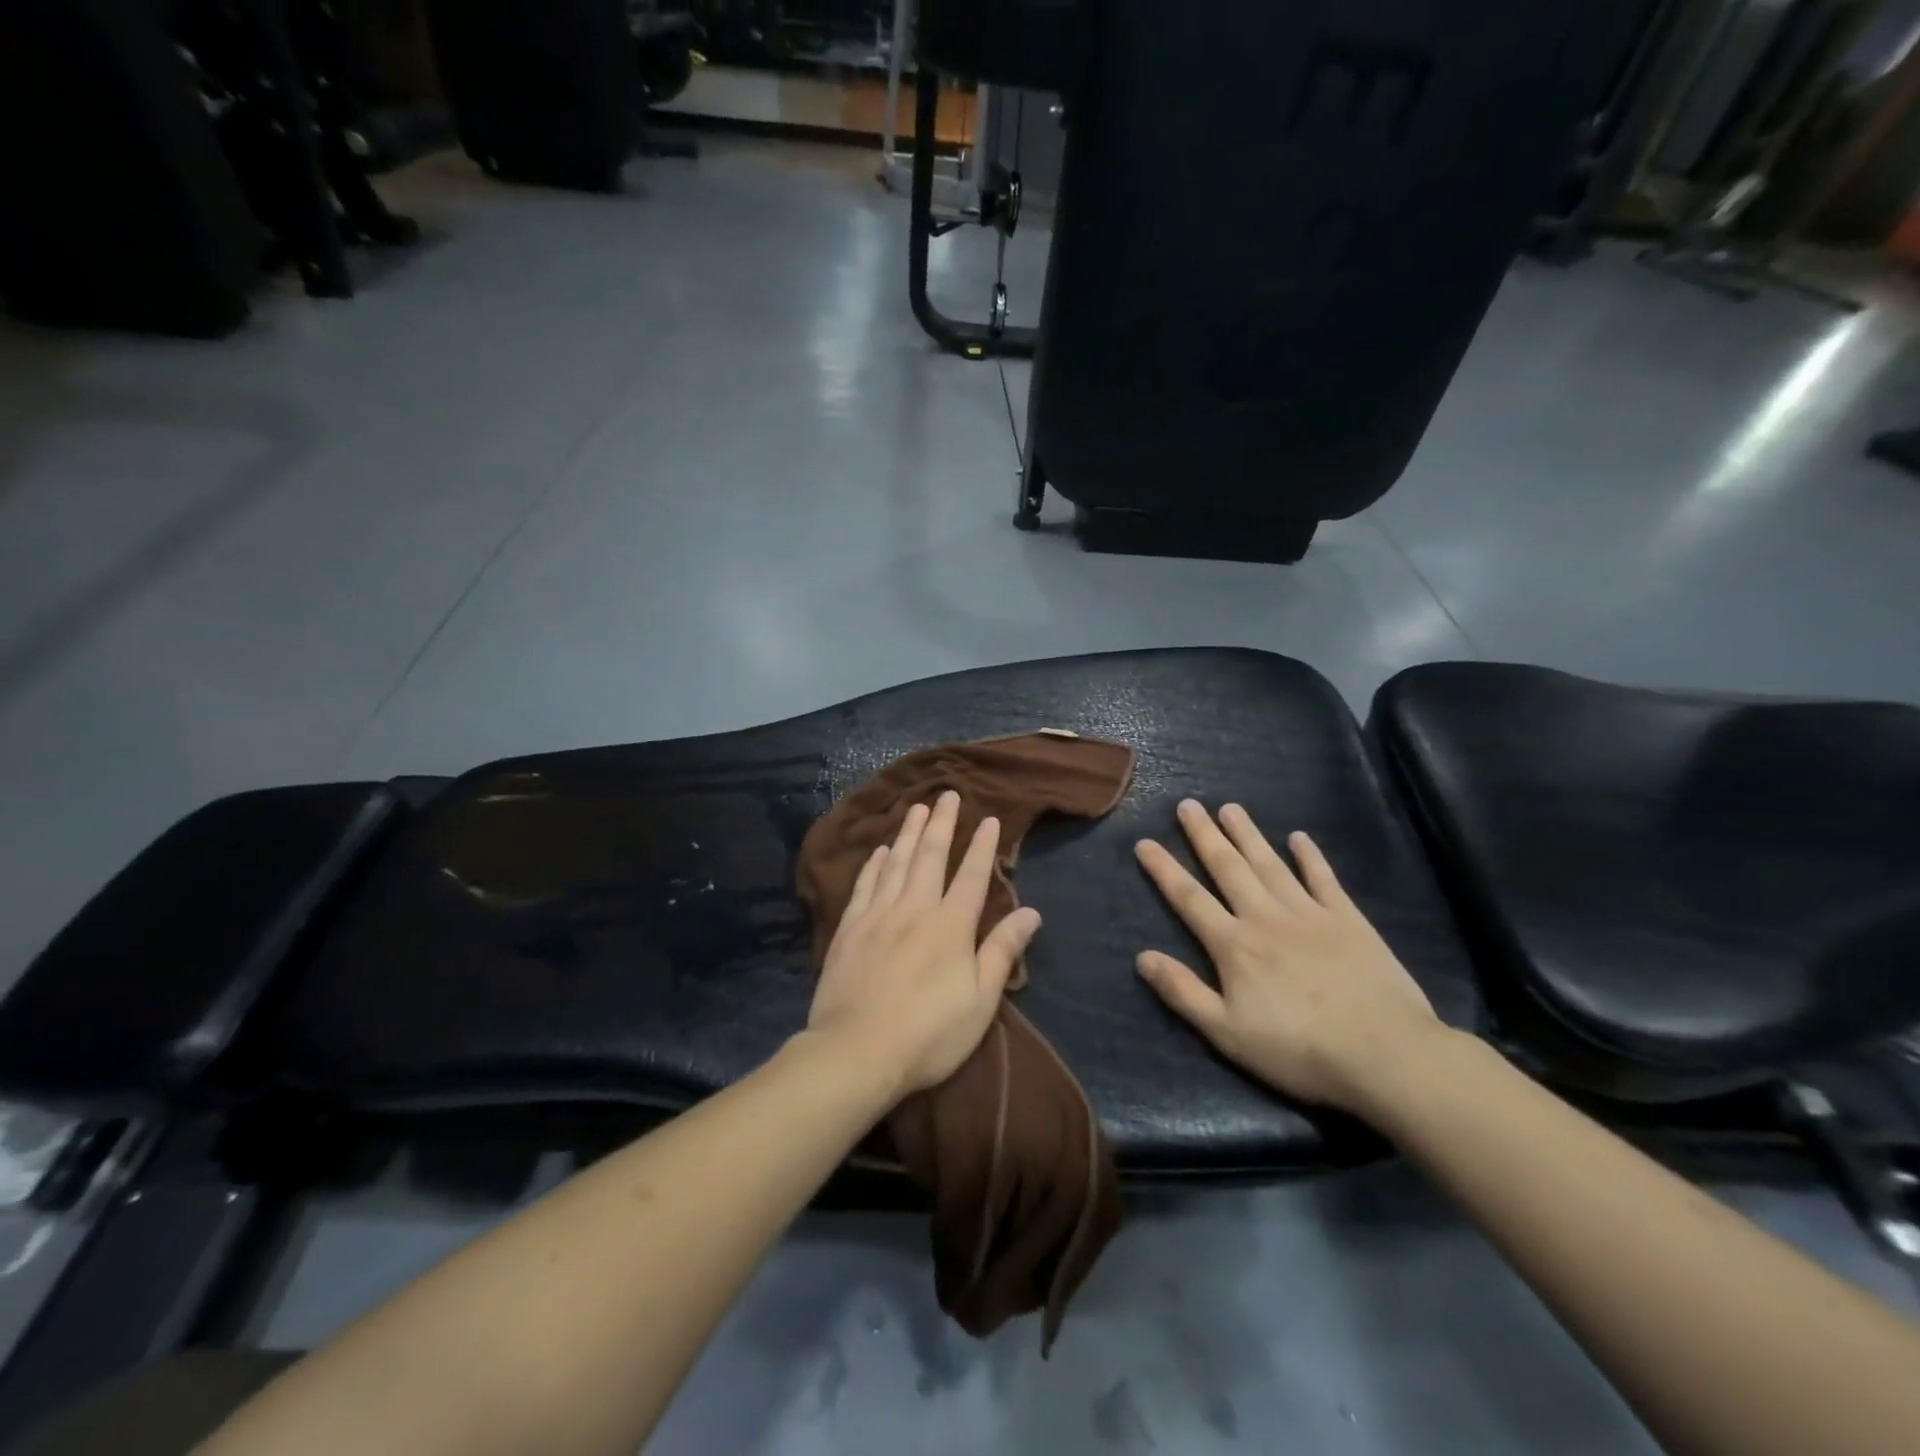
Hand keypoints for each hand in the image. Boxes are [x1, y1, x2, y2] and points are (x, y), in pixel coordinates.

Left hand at [809, 791, 1040, 1101]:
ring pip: (896, 862)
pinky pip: (865, 885)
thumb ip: (1002, 951)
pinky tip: (880, 850)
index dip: (982, 845)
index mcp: (951, 925)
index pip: (972, 875)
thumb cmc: (928, 1033)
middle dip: (942, 823)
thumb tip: (1031, 912)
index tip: (989, 818)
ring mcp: (878, 915)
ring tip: (915, 807)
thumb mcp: (980, 1000)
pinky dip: (874, 864)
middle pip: (930, 856)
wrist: (856, 1051)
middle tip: (947, 794)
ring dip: (908, 832)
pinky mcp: (849, 928)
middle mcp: (915, 908)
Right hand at [1133, 800, 1444, 1114]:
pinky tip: (1299, 837)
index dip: (1164, 869)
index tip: (1144, 842)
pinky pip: (1323, 879)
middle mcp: (1266, 917)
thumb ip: (1183, 992)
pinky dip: (1310, 856)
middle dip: (1205, 836)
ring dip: (1248, 834)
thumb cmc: (1299, 1050)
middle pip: (1228, 868)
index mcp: (1234, 945)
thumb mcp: (1228, 1034)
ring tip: (1230, 808)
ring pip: (1270, 864)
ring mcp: (1310, 914)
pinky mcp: (1348, 920)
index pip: (1189, 898)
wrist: (1386, 1054)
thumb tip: (1142, 957)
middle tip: (1188, 805)